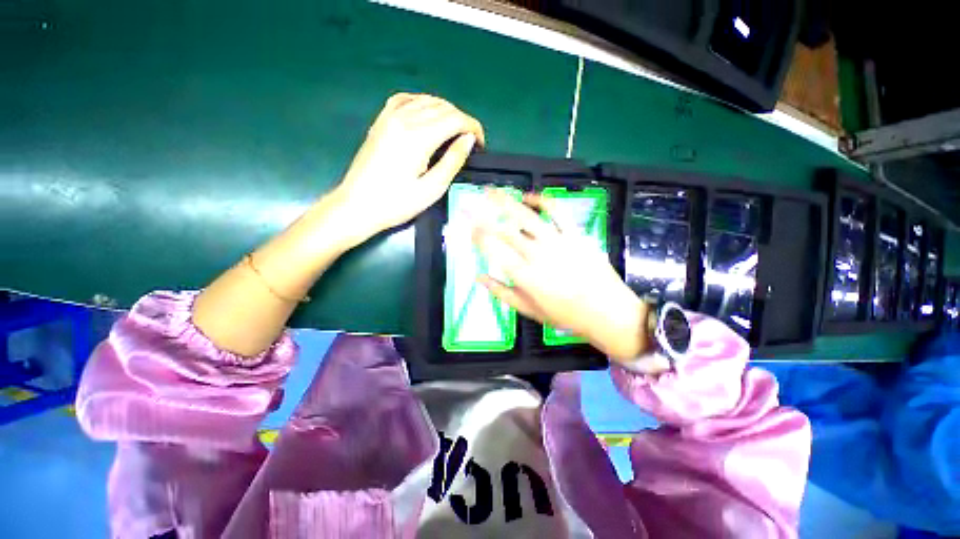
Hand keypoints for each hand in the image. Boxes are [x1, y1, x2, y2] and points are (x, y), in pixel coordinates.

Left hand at [330, 93, 484, 245]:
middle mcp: (404, 118)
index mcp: (418, 137)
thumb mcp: (431, 189)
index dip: (473, 128)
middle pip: (443, 107)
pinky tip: (427, 114)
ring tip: (454, 133)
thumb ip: (452, 161)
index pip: (455, 119)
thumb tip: (469, 139)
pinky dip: (422, 103)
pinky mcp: (380, 121)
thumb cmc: (397, 203)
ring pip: (426, 100)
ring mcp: (389, 117)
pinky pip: (405, 100)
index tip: (480, 145)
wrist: (357, 206)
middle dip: (462, 121)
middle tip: (470, 143)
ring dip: (446, 112)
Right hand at [471, 190, 651, 362]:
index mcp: (524, 276)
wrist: (606, 311)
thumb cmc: (564, 314)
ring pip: (526, 216)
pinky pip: (556, 211)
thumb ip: (501, 292)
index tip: (464, 226)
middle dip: (481, 214)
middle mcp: (537, 255)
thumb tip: (478, 276)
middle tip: (467, 203)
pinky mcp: (575, 234)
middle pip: (504, 230)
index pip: (493, 250)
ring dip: (506, 202)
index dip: (476, 235)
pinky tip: (528, 197)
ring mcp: (557, 242)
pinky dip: (541, 200)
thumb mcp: (528, 310)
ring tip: (490, 191)